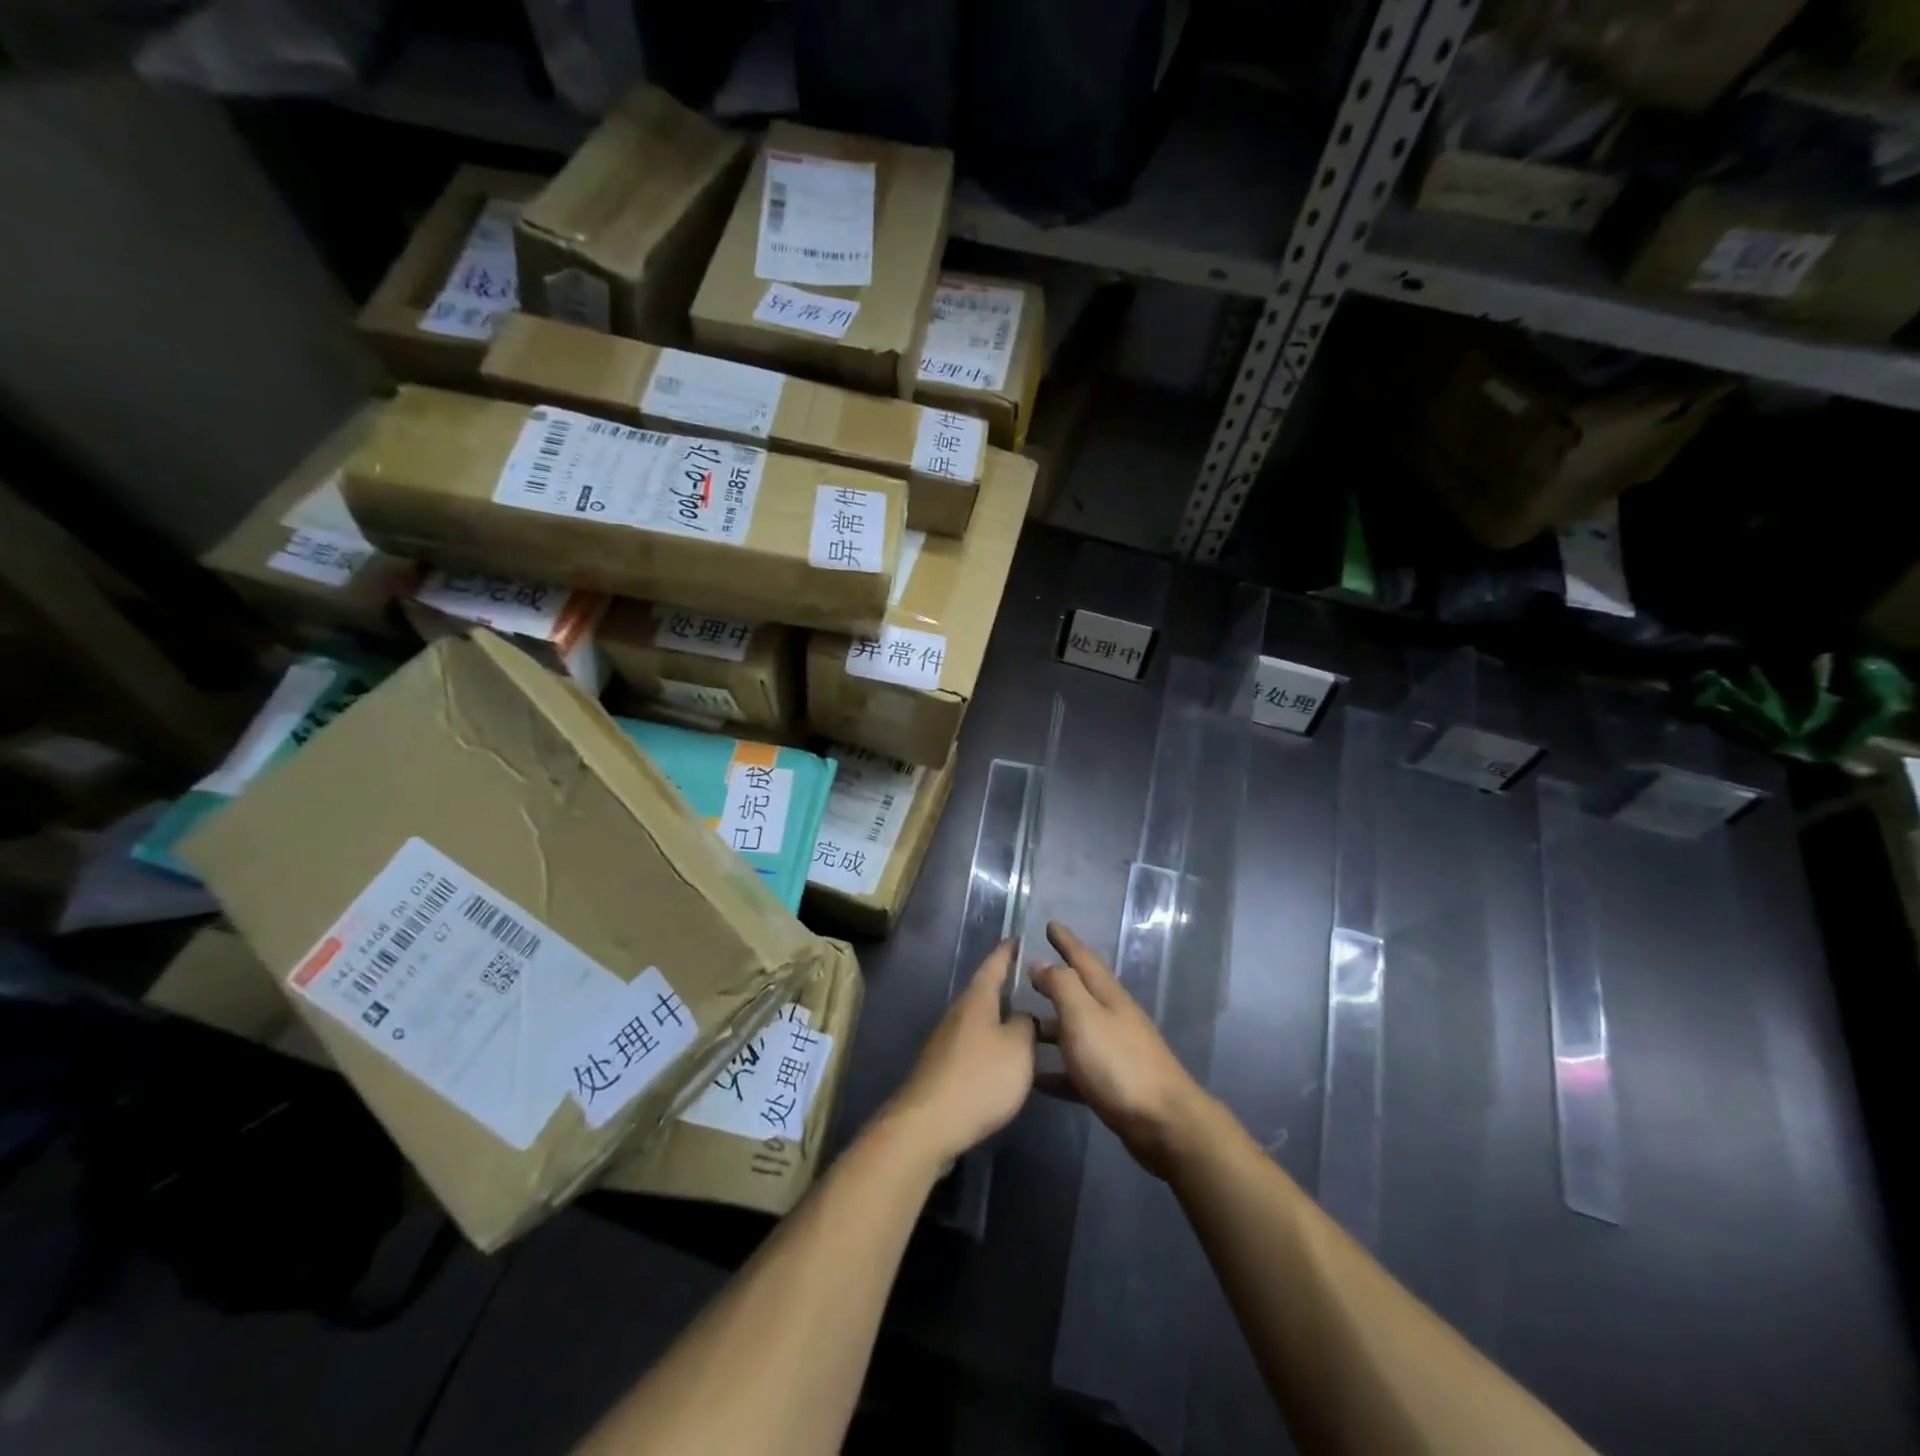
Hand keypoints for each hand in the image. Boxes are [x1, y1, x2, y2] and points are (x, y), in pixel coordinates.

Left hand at [886, 940, 1035, 1166]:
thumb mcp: (1018, 1048)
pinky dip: (991, 1046)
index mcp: (976, 1000)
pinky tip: (1005, 1061)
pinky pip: (973, 1046)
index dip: (1006, 952)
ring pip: (979, 1021)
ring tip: (1027, 1024)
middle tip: (1033, 985)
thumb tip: (1023, 1016)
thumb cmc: (980, 1078)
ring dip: (1000, 1020)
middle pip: (984, 993)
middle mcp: (958, 1013)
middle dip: (1006, 988)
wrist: (929, 1124)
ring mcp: (946, 1041)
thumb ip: (1026, 1025)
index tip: (1017, 938)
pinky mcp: (942, 1068)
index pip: (993, 965)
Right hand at [1031, 922, 1213, 1178]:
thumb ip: (1061, 986)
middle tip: (1026, 974)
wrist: (1163, 1123)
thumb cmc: (1118, 1063)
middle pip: (1079, 992)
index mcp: (1107, 996)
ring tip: (1020, 1027)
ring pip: (1075, 1031)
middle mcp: (1112, 1017)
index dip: (1066, 941)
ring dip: (1050, 1027)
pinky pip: (1077, 1069)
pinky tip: (1036, 1078)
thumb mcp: (1083, 1016)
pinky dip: (1056, 1070)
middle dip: (1055, 981)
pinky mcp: (1112, 1085)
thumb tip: (1041, 964)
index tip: (1050, 924)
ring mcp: (1114, 1052)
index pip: (1083, 958)